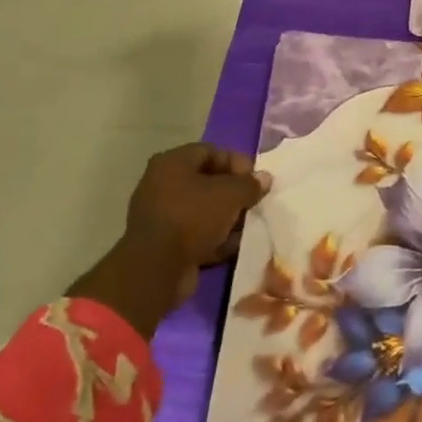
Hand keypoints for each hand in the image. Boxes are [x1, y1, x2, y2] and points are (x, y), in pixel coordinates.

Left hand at [67, 143, 269, 340]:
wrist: (157, 269)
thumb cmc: (193, 217)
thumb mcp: (230, 194)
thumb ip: (250, 184)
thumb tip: (264, 178)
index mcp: (172, 163)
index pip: (211, 151)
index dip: (237, 162)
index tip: (256, 180)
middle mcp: (162, 184)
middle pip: (207, 182)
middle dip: (234, 193)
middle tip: (254, 203)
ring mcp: (161, 215)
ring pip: (203, 210)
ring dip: (227, 218)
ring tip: (247, 227)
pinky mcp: (164, 243)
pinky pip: (196, 234)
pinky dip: (214, 239)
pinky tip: (233, 247)